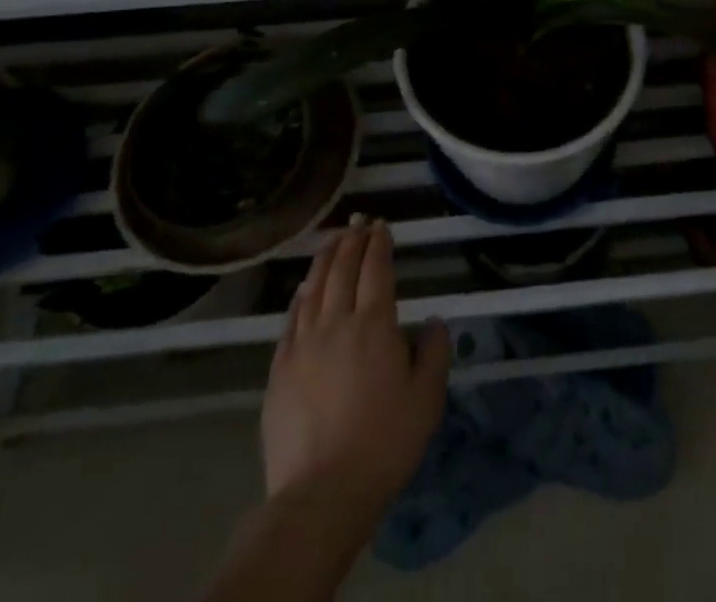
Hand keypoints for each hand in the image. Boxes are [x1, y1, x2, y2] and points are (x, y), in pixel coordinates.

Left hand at [262, 217, 451, 532]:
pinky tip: (303, 288)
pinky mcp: (279, 370)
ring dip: (325, 258)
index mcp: (375, 325)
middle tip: (359, 221)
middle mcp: (337, 323)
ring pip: (314, 288)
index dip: (379, 243)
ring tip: (333, 240)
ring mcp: (303, 345)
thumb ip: (436, 352)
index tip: (381, 225)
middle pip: (343, 270)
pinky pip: (290, 320)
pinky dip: (300, 296)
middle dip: (353, 241)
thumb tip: (435, 322)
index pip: (376, 269)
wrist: (322, 493)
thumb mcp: (427, 398)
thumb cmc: (384, 443)